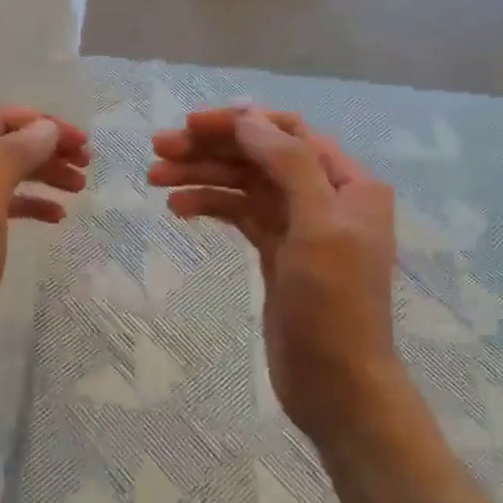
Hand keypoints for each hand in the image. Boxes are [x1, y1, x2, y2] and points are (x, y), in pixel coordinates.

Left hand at [0, 106, 89, 393]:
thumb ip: (11, 160)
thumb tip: (44, 127)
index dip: (42, 124)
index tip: (81, 143)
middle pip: (4, 145)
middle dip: (47, 148)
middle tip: (88, 165)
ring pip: (6, 175)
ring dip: (43, 175)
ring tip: (80, 187)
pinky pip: (2, 205)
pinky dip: (30, 205)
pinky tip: (55, 217)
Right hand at [149, 107, 403, 448]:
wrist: (336, 383)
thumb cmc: (333, 305)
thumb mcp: (318, 228)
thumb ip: (289, 166)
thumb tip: (248, 120)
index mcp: (348, 184)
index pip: (288, 133)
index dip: (239, 123)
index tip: (189, 126)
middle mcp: (325, 196)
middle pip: (261, 156)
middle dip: (211, 149)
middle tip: (157, 149)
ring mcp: (298, 226)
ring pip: (244, 185)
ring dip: (202, 176)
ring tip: (154, 178)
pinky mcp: (276, 252)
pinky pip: (239, 214)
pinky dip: (210, 205)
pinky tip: (178, 208)